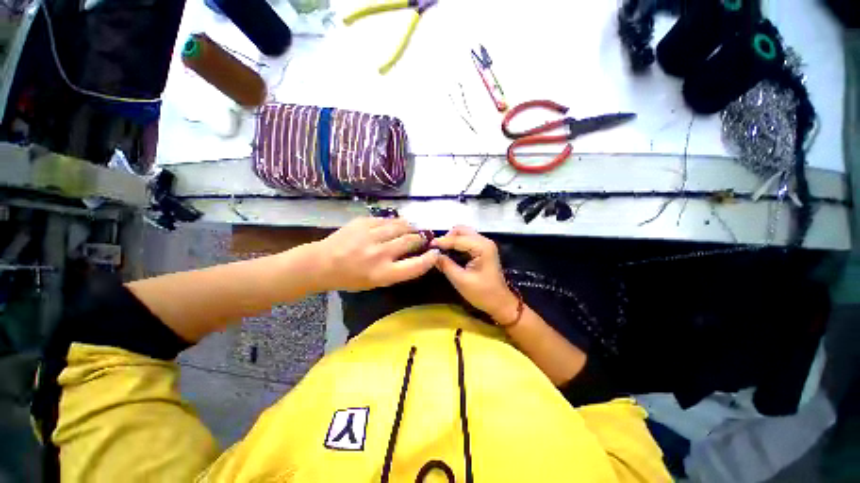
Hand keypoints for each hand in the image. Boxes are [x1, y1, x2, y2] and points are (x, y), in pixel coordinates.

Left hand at [314, 217, 438, 291]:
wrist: (322, 263)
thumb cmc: (351, 278)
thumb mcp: (376, 282)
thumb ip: (398, 270)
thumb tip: (418, 255)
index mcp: (383, 273)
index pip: (417, 265)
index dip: (430, 258)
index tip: (435, 252)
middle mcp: (380, 253)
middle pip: (411, 240)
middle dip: (421, 239)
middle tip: (422, 238)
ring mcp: (371, 235)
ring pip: (402, 225)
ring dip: (410, 227)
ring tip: (411, 229)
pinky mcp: (364, 222)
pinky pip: (387, 219)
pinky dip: (394, 223)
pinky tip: (393, 226)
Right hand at [431, 226, 518, 324]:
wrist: (500, 303)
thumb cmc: (482, 293)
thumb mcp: (461, 280)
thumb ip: (446, 265)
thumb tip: (432, 255)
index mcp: (482, 247)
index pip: (458, 239)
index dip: (442, 241)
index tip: (428, 245)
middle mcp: (484, 241)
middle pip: (462, 230)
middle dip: (447, 237)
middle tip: (436, 248)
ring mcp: (485, 244)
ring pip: (464, 234)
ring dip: (452, 239)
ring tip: (440, 250)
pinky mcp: (483, 249)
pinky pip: (467, 240)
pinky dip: (457, 243)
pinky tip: (449, 251)